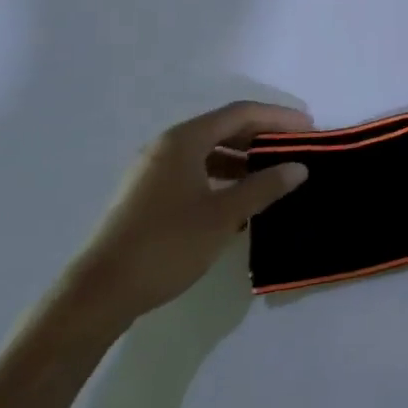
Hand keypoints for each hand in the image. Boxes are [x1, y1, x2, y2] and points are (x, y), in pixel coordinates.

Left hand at [68, 101, 311, 325]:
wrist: (100, 293)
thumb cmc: (167, 245)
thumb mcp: (224, 215)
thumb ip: (264, 187)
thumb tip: (299, 167)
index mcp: (184, 141)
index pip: (240, 114)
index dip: (277, 118)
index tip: (308, 129)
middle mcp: (166, 147)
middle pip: (223, 128)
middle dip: (262, 135)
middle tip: (295, 147)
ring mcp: (153, 171)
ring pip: (208, 151)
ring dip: (243, 157)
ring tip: (273, 173)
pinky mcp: (147, 195)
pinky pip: (194, 170)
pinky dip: (222, 175)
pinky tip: (239, 199)